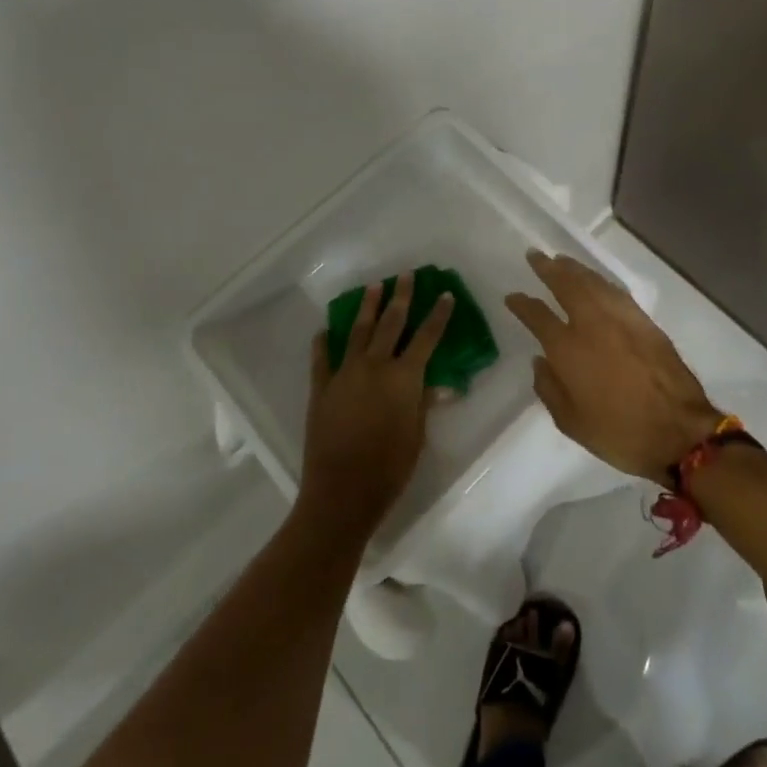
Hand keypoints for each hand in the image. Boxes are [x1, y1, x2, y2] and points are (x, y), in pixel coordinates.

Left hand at [298, 272, 453, 536]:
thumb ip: (424, 402)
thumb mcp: (417, 435)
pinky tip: (324, 330)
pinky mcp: (321, 387)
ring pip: (357, 331)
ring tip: (373, 287)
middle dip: (400, 297)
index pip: (426, 337)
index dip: (438, 315)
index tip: (444, 294)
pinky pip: (322, 358)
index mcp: (403, 377)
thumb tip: (439, 383)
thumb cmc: (390, 467)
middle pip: (390, 323)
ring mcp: (344, 373)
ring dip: (367, 307)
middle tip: (405, 275)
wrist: (342, 491)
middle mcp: (375, 366)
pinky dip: (323, 342)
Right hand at [506, 251, 722, 482]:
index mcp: (568, 348)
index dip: (522, 304)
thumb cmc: (619, 432)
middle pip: (566, 285)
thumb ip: (549, 388)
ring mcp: (621, 319)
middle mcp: (592, 324)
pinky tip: (597, 282)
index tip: (512, 296)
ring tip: (562, 261)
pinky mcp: (645, 322)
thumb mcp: (571, 422)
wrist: (679, 432)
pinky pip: (616, 292)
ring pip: (593, 282)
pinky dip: (601, 282)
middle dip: (548, 268)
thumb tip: (540, 361)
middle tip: (536, 256)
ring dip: (575, 269)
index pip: (538, 316)